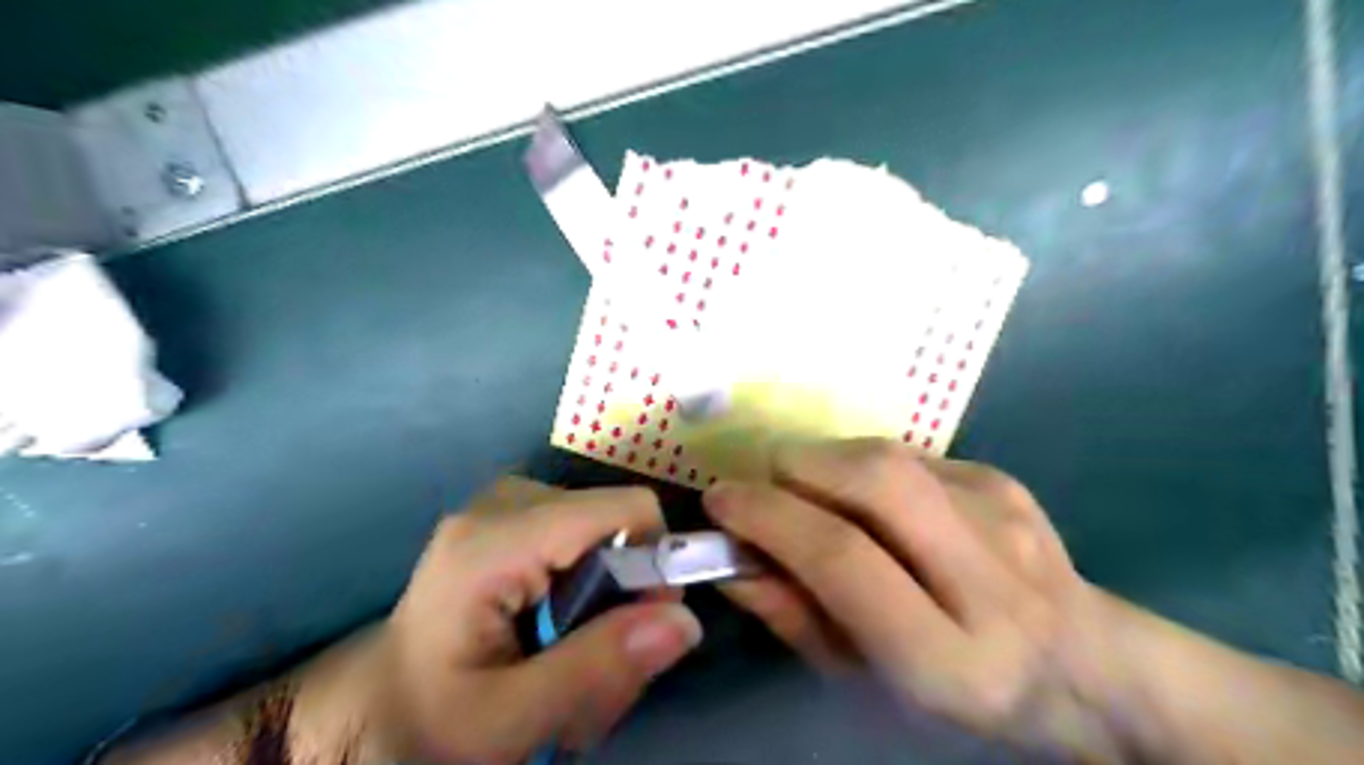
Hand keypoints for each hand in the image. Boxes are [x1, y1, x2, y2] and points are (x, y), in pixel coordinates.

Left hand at [369, 480, 697, 762]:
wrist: (372, 707)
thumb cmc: (427, 720)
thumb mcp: (508, 720)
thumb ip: (596, 670)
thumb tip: (685, 620)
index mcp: (496, 541)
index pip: (624, 510)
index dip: (654, 561)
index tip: (644, 625)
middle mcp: (503, 502)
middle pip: (615, 519)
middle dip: (625, 587)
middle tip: (595, 654)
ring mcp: (505, 504)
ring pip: (603, 527)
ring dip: (606, 590)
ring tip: (567, 647)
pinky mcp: (509, 516)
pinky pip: (581, 533)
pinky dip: (587, 581)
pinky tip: (553, 624)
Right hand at [702, 440, 1129, 761]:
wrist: (1083, 665)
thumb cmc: (956, 691)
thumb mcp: (864, 679)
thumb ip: (791, 615)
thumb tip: (729, 555)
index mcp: (949, 657)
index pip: (842, 557)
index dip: (768, 516)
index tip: (720, 500)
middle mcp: (988, 576)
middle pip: (873, 479)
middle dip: (796, 467)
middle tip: (763, 486)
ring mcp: (1003, 515)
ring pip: (885, 453)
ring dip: (823, 461)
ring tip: (809, 495)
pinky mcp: (1003, 480)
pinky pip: (906, 454)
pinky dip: (862, 468)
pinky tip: (872, 504)